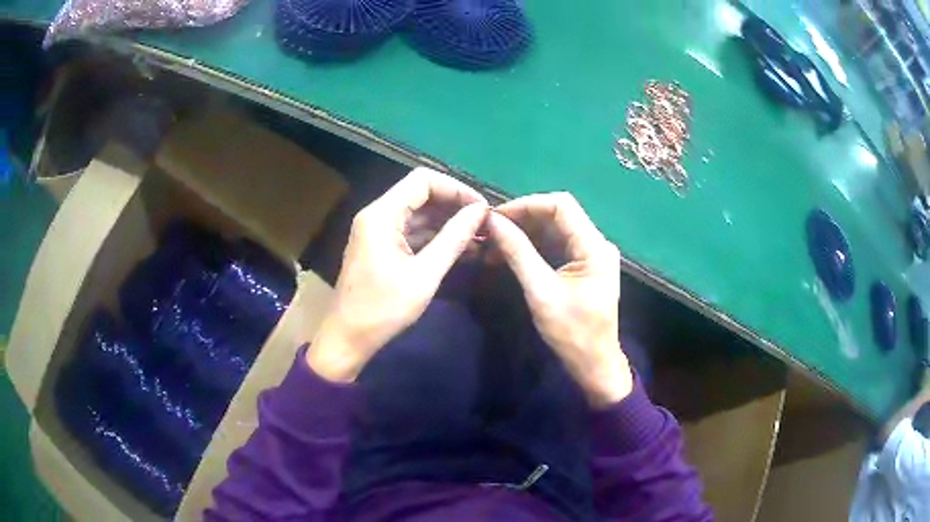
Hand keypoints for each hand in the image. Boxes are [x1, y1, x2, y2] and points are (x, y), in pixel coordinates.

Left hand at [307, 168, 487, 381]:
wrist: (348, 338)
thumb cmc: (383, 309)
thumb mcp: (425, 275)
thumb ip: (453, 238)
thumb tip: (480, 211)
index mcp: (382, 215)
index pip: (423, 180)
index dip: (456, 189)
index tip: (481, 208)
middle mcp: (377, 215)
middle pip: (421, 194)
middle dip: (454, 205)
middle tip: (484, 224)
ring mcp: (377, 231)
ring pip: (418, 213)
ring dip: (447, 222)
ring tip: (479, 238)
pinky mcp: (380, 247)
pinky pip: (411, 231)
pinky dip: (434, 237)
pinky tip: (460, 249)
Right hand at [488, 193, 631, 407]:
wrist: (594, 364)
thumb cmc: (571, 333)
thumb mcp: (541, 292)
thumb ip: (518, 253)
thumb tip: (493, 222)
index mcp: (595, 246)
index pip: (561, 205)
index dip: (527, 204)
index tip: (496, 217)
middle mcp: (597, 243)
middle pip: (558, 214)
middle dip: (523, 218)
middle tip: (491, 230)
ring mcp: (592, 254)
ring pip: (555, 229)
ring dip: (525, 232)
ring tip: (494, 242)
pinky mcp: (585, 266)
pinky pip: (557, 245)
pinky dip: (534, 246)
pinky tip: (510, 253)